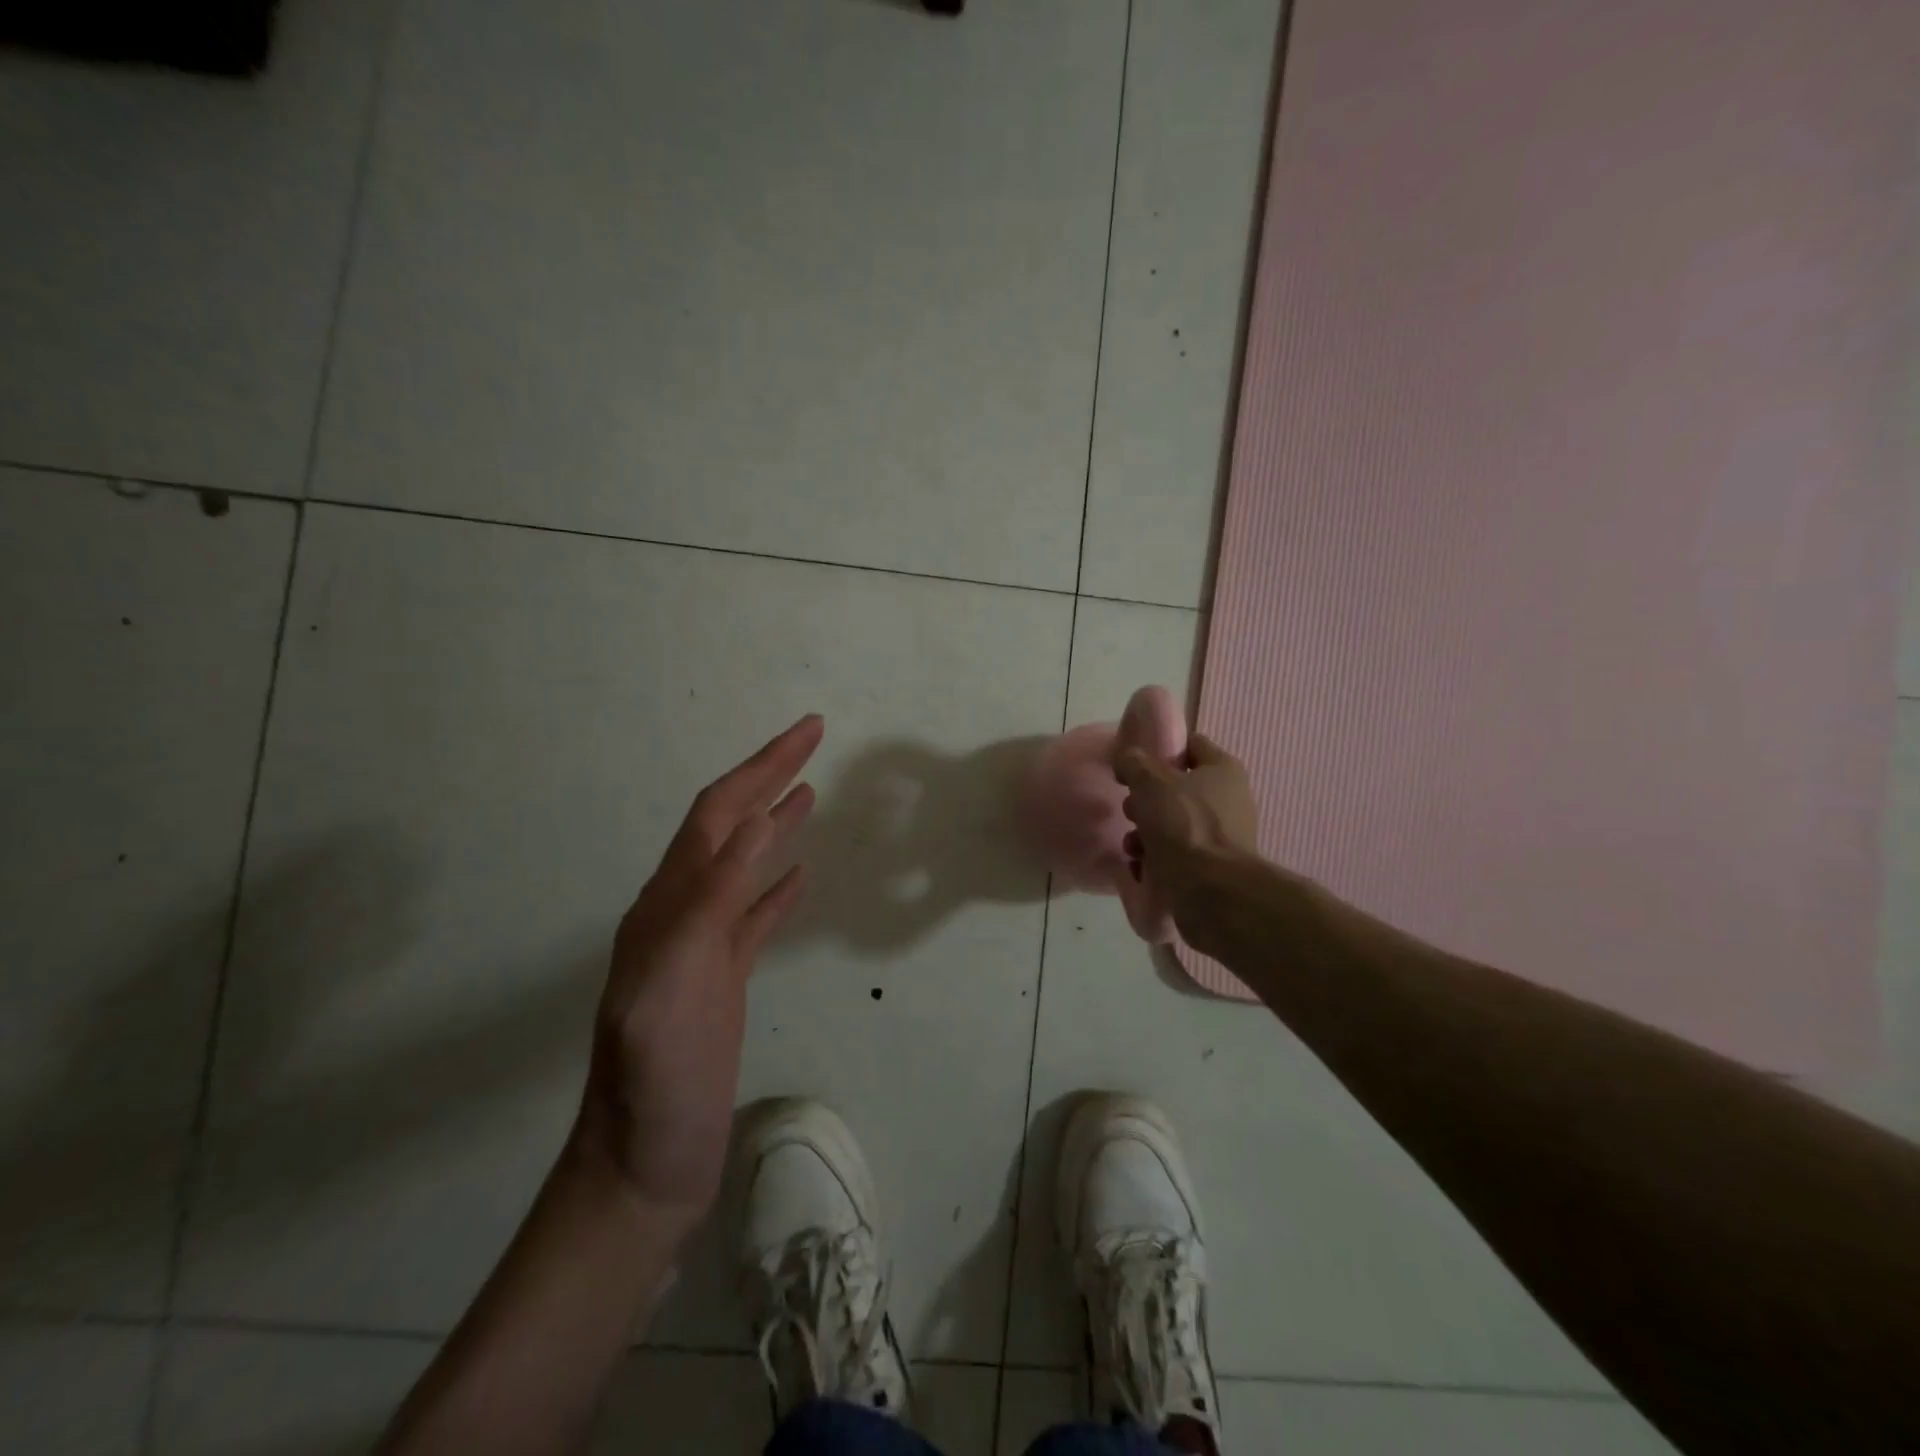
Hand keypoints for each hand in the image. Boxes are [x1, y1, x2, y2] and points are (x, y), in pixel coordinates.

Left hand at [573, 714, 823, 1237]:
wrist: (640, 1168)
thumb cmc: (654, 1084)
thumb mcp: (674, 988)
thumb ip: (709, 905)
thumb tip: (750, 825)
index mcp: (667, 905)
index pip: (717, 814)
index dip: (760, 768)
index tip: (807, 732)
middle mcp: (682, 913)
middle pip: (729, 826)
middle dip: (769, 777)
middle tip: (813, 741)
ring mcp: (703, 946)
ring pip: (743, 864)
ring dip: (774, 821)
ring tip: (808, 791)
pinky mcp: (723, 979)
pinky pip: (755, 915)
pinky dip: (778, 885)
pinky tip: (799, 874)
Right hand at [1114, 733, 1258, 910]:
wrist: (1211, 892)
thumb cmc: (1183, 825)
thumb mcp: (1150, 782)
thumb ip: (1133, 762)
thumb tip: (1127, 758)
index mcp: (1223, 770)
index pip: (1190, 745)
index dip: (1160, 749)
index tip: (1133, 763)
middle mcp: (1229, 800)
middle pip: (1176, 788)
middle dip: (1146, 800)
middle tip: (1130, 810)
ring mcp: (1223, 837)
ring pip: (1173, 823)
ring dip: (1145, 833)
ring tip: (1132, 846)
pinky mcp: (1213, 868)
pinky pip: (1177, 854)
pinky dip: (1156, 858)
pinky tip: (1141, 867)